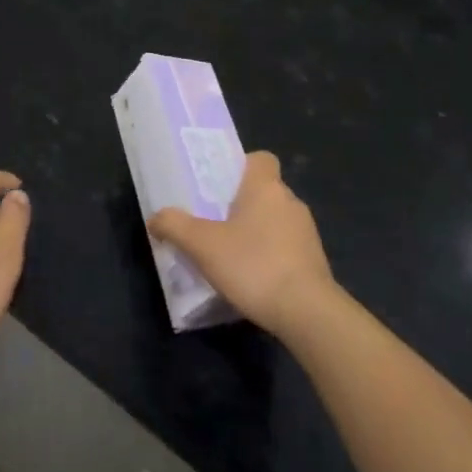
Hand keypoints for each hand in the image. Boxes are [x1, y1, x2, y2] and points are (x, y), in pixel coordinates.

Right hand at [148, 151, 335, 336]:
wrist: (307, 312)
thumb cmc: (253, 265)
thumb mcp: (202, 246)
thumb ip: (175, 226)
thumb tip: (156, 217)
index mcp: (266, 187)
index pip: (261, 158)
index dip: (242, 166)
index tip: (221, 185)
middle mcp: (290, 201)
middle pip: (264, 191)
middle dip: (241, 204)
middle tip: (213, 223)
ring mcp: (306, 232)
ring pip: (276, 220)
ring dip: (256, 232)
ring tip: (230, 254)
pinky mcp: (315, 261)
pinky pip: (286, 247)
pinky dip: (270, 256)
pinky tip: (252, 278)